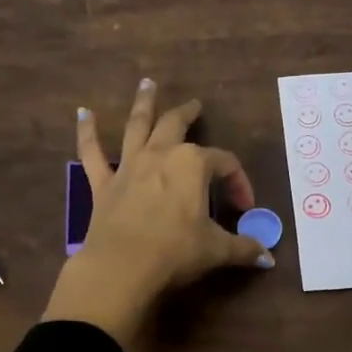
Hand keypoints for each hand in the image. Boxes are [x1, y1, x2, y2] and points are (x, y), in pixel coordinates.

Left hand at [41, 78, 270, 351]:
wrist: (122, 267)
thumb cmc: (175, 252)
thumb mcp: (216, 250)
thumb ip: (243, 249)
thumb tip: (268, 259)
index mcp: (193, 164)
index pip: (224, 164)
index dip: (239, 183)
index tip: (244, 208)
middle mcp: (160, 155)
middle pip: (176, 125)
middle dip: (188, 113)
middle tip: (194, 105)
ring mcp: (129, 165)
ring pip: (137, 126)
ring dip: (143, 103)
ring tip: (146, 84)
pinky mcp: (103, 183)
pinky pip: (92, 152)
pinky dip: (87, 132)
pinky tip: (83, 113)